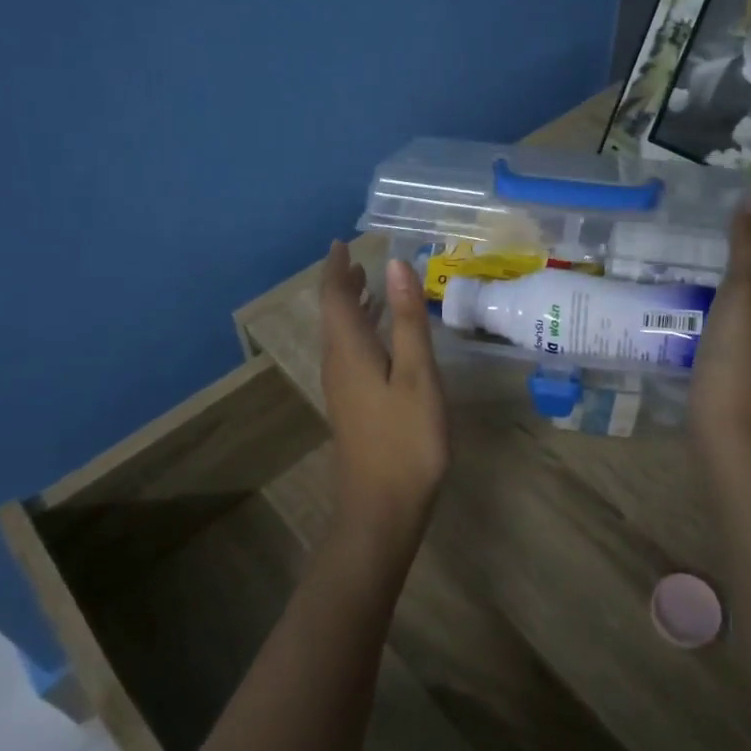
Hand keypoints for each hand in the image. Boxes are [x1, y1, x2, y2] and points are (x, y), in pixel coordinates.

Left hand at [318, 244, 450, 544]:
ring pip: (341, 333)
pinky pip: (350, 351)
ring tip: (369, 283)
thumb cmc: (406, 439)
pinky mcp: (352, 404)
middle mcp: (338, 363)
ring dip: (352, 305)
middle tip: (358, 257)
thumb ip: (407, 319)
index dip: (337, 267)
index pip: (335, 296)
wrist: (382, 508)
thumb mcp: (416, 374)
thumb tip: (395, 264)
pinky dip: (362, 329)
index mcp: (349, 349)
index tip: (342, 242)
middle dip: (343, 283)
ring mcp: (342, 386)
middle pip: (333, 313)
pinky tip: (382, 335)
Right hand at [690, 193, 750, 458]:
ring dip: (737, 281)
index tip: (727, 211)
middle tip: (706, 236)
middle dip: (749, 251)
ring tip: (698, 266)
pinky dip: (731, 309)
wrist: (736, 440)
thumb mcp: (745, 293)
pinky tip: (701, 308)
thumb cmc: (743, 360)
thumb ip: (748, 243)